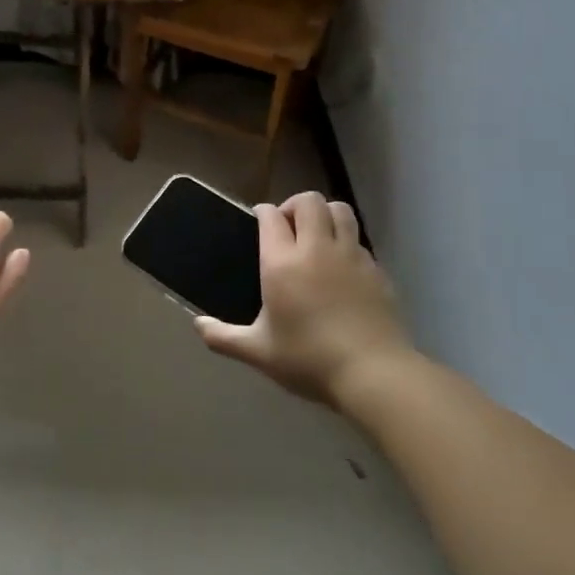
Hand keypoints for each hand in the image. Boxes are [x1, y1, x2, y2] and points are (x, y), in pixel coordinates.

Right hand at [196, 192, 414, 407]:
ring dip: (324, 214)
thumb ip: (223, 337)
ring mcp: (351, 256)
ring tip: (316, 237)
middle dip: (294, 205)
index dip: (263, 213)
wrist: (373, 373)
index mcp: (282, 262)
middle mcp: (317, 249)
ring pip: (340, 210)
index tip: (258, 222)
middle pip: (308, 201)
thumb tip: (197, 326)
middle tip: (287, 229)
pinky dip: (346, 242)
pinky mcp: (376, 270)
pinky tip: (340, 268)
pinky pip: (358, 240)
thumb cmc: (308, 359)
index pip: (271, 216)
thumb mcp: (258, 353)